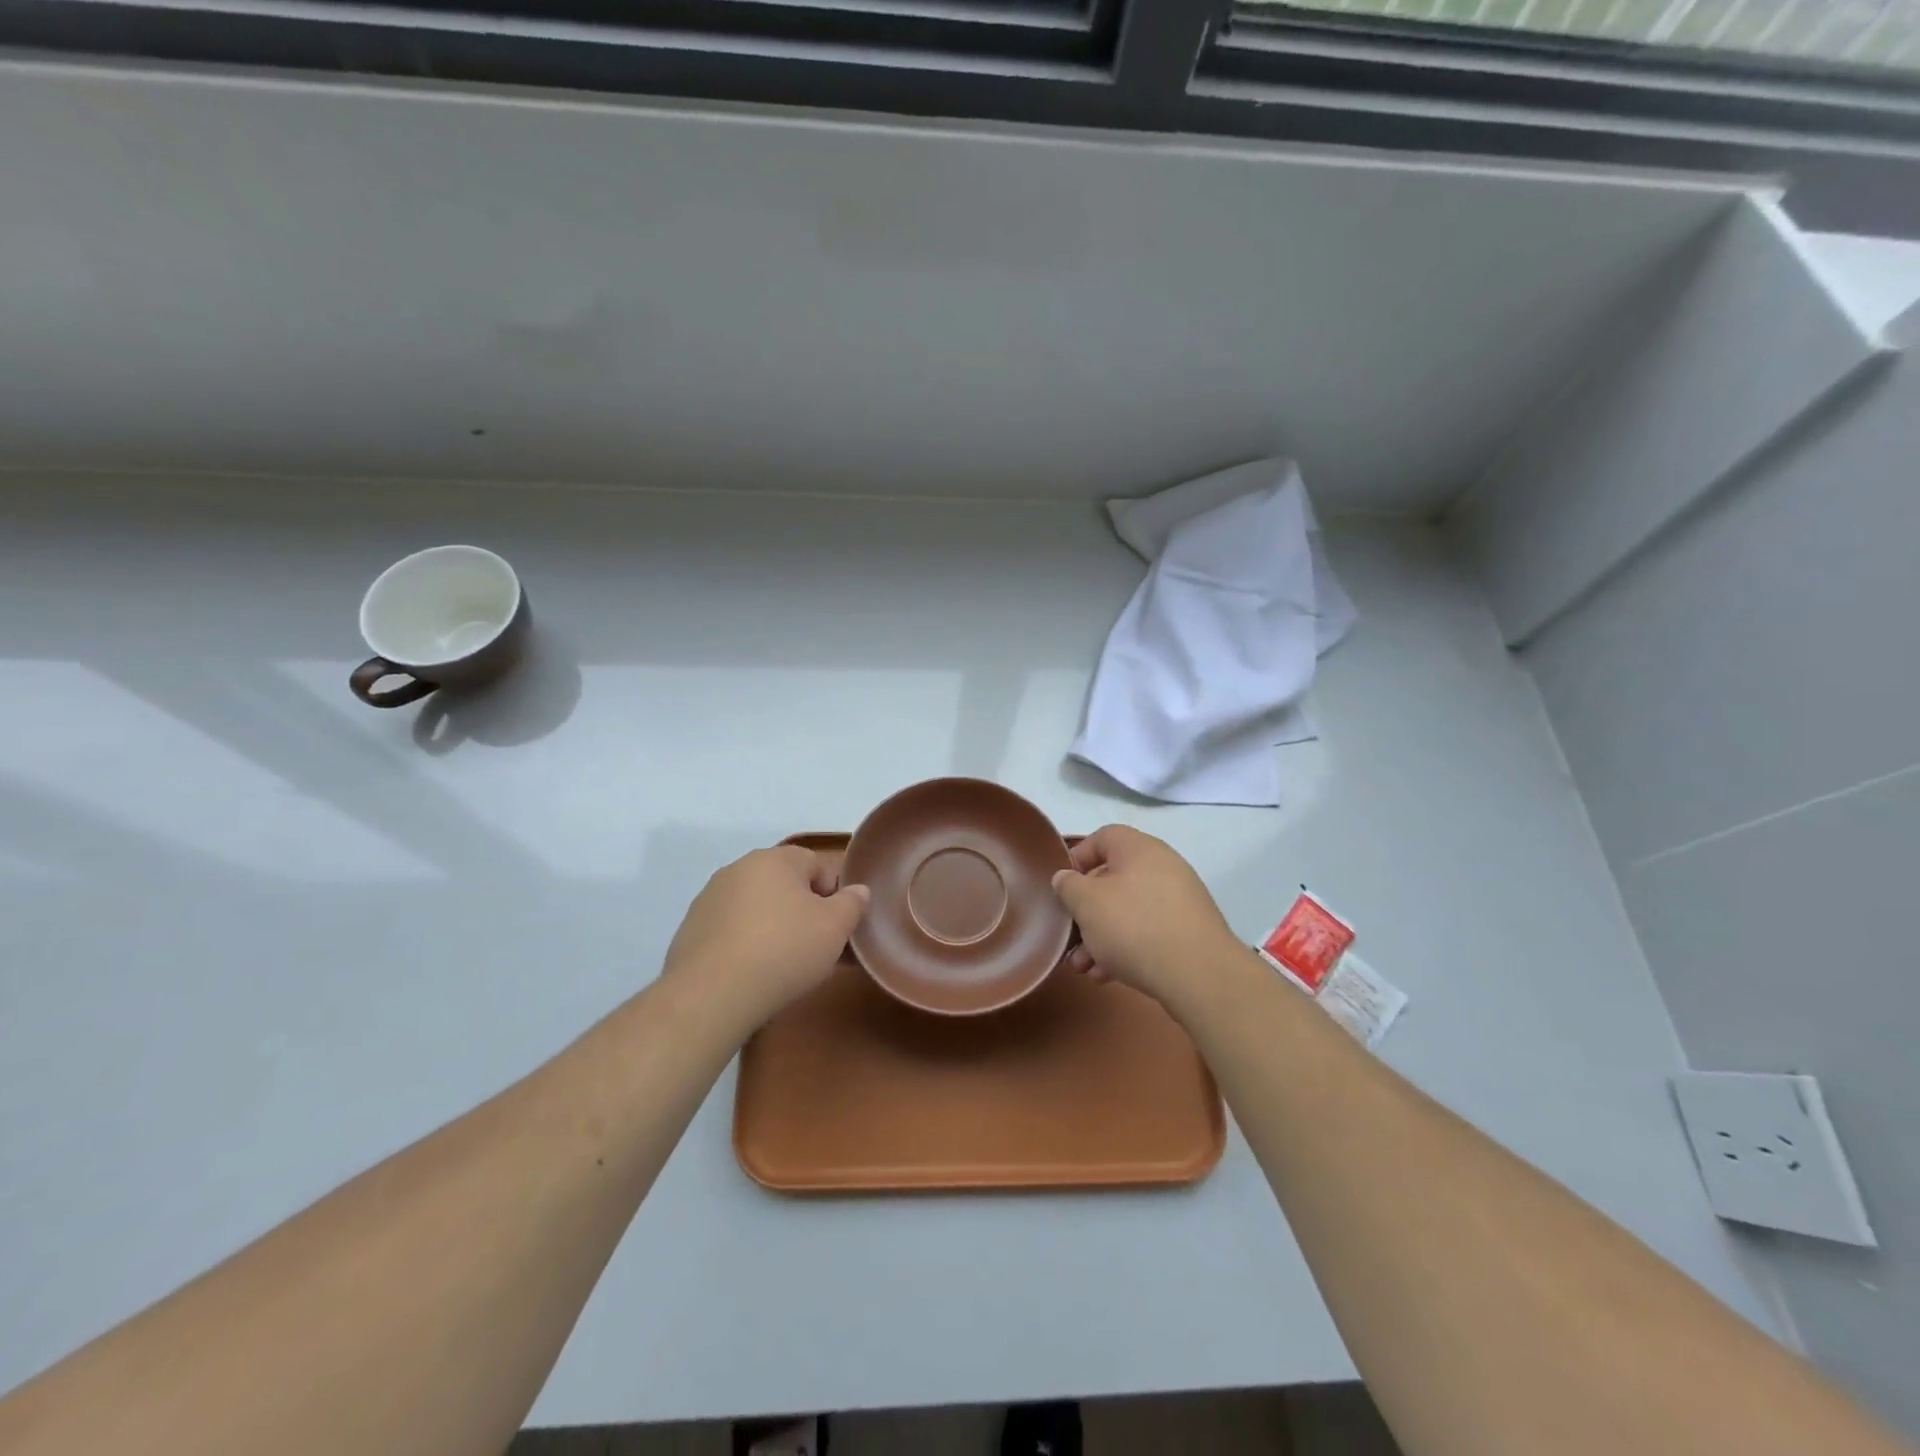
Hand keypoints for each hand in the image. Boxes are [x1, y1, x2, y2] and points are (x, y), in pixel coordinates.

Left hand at [663, 845, 868, 1032]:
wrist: (711, 995)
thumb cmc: (783, 951)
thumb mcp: (835, 928)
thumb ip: (852, 903)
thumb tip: (858, 891)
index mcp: (774, 859)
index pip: (815, 863)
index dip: (833, 893)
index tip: (838, 926)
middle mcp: (738, 869)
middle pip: (783, 885)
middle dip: (802, 911)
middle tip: (816, 947)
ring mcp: (709, 900)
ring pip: (755, 908)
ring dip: (772, 928)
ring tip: (783, 966)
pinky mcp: (690, 931)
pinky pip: (730, 931)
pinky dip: (744, 946)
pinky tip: (752, 975)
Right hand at [1051, 825, 1242, 1013]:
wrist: (1198, 974)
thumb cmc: (1133, 926)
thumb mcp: (1086, 903)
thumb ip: (1068, 886)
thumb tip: (1065, 878)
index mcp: (1139, 848)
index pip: (1103, 837)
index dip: (1078, 856)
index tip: (1063, 885)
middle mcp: (1162, 867)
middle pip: (1113, 880)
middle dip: (1086, 911)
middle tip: (1070, 936)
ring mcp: (1179, 900)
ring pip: (1128, 911)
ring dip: (1101, 936)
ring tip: (1084, 967)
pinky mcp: (1189, 932)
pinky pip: (1148, 932)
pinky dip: (1126, 948)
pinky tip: (1109, 975)